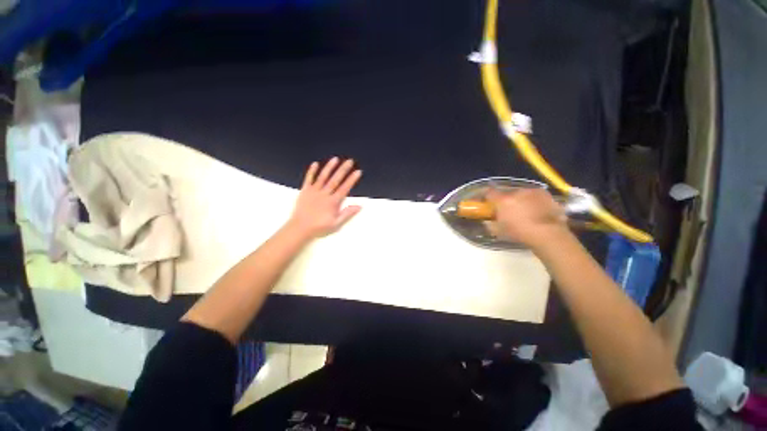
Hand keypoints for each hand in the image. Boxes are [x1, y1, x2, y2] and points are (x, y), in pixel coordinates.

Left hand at [286, 157, 361, 238]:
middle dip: (343, 169)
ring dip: (329, 167)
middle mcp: (324, 194)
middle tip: (350, 161)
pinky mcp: (305, 191)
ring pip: (323, 177)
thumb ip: (347, 213)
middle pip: (335, 180)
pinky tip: (315, 164)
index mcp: (333, 202)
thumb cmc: (319, 227)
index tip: (358, 172)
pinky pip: (309, 179)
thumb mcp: (336, 223)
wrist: (300, 228)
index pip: (345, 188)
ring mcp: (314, 191)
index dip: (352, 179)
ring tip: (335, 159)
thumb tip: (359, 206)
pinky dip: (312, 171)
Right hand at [485, 188, 570, 249]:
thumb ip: (490, 224)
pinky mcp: (545, 194)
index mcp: (502, 200)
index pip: (489, 192)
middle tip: (506, 210)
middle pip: (506, 193)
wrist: (548, 234)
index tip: (487, 202)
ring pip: (521, 193)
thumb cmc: (519, 233)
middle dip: (505, 200)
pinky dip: (533, 201)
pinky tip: (536, 210)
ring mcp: (532, 191)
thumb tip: (487, 220)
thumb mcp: (498, 232)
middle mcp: (516, 192)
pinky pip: (534, 196)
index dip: (487, 197)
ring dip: (520, 199)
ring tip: (523, 210)